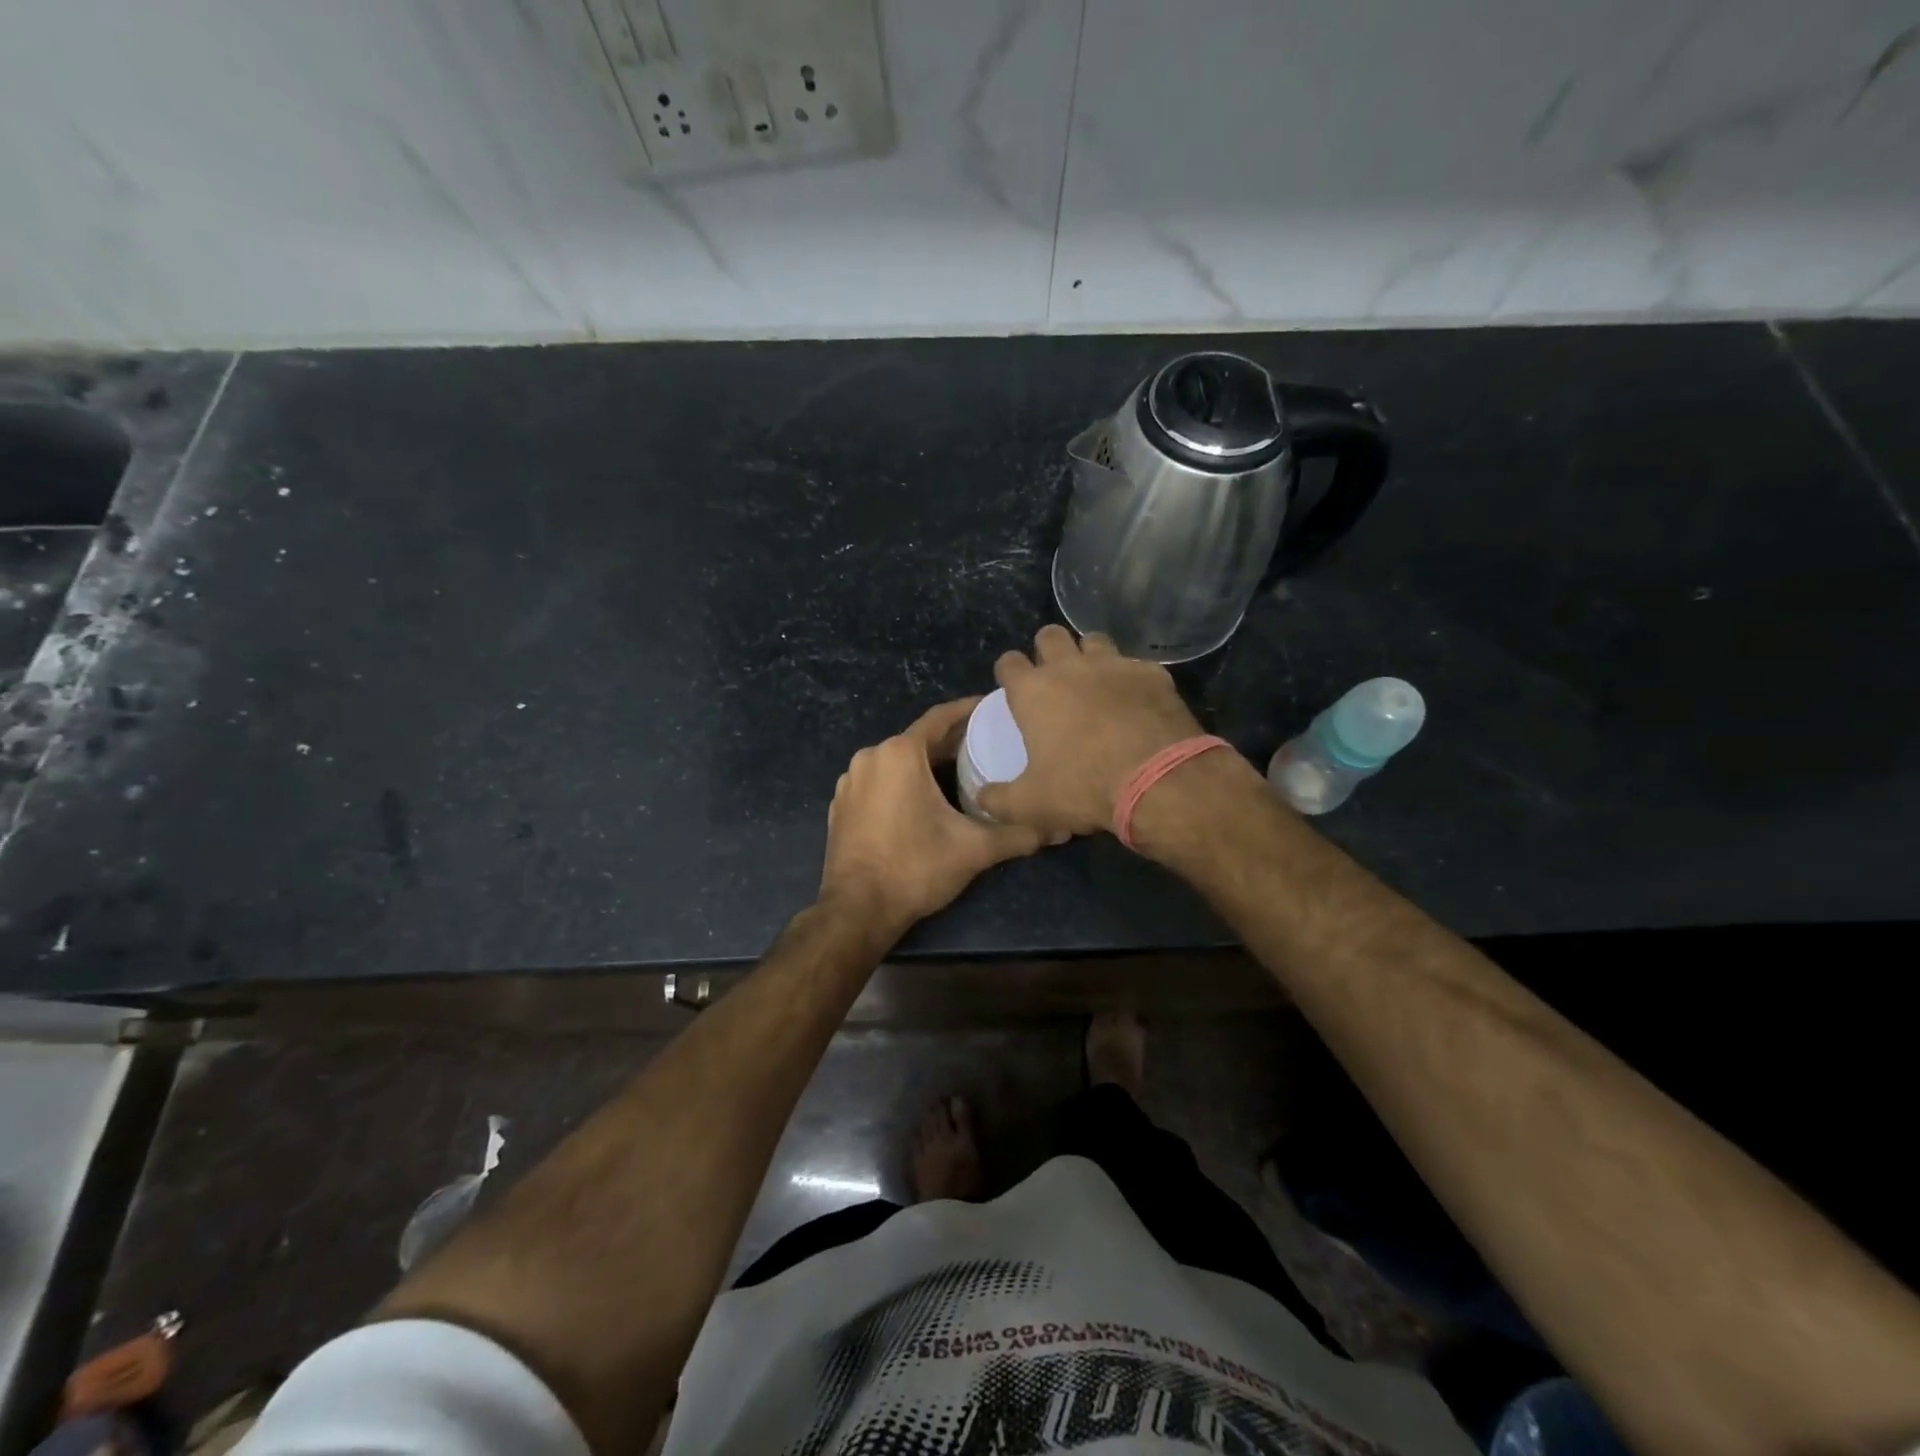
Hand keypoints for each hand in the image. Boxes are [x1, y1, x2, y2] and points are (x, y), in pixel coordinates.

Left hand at [819, 698, 1044, 933]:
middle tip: (986, 744)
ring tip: (959, 772)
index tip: (992, 707)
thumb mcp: (974, 849)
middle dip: (950, 741)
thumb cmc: (916, 868)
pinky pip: (878, 781)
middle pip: (918, 739)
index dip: (968, 710)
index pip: (940, 718)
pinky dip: (900, 782)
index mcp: (899, 753)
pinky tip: (921, 800)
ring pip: (896, 761)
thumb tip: (1060, 828)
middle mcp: (870, 757)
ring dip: (925, 763)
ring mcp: (850, 782)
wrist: (857, 910)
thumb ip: (1019, 833)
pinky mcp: (840, 805)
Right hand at [976, 625, 1203, 836]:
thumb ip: (999, 800)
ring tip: (1095, 681)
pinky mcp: (1151, 673)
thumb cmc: (1084, 788)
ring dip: (1089, 655)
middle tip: (1053, 678)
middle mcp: (1070, 667)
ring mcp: (1114, 665)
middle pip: (1050, 635)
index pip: (1009, 662)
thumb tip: (983, 798)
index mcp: (1034, 692)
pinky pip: (1135, 665)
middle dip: (1047, 650)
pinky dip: (1131, 678)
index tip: (1013, 687)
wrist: (1159, 781)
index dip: (1008, 671)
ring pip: (1093, 639)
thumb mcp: (1031, 806)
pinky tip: (1136, 700)